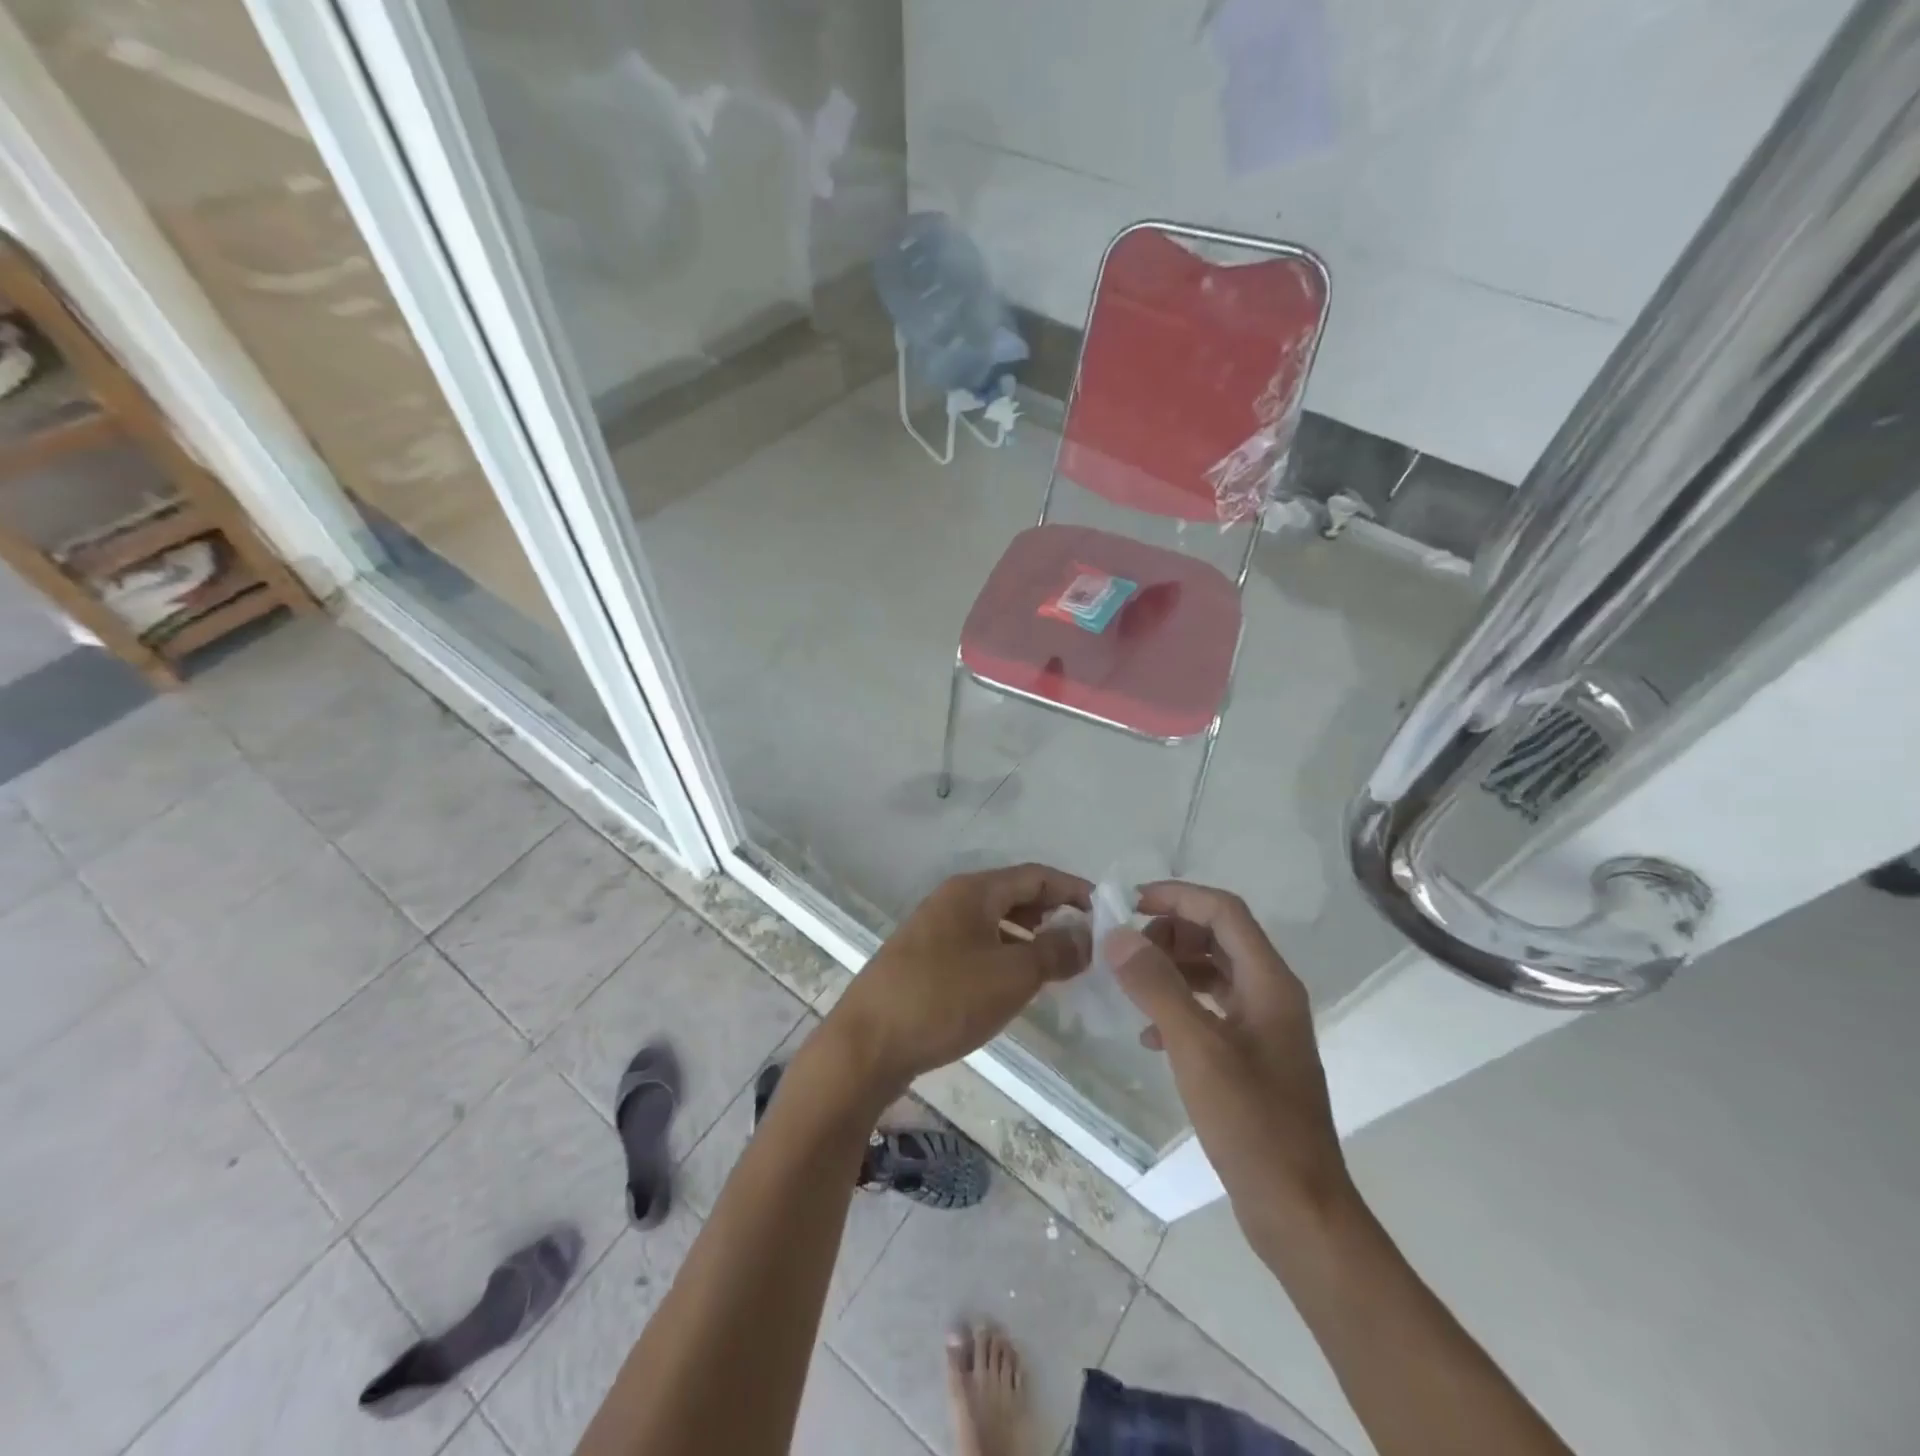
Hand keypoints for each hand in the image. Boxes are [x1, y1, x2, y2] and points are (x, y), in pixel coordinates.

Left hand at [825, 864, 1091, 1101]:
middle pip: (1013, 895)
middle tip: (1086, 938)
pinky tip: (1015, 983)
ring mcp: (933, 930)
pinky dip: (1003, 954)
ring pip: (993, 922)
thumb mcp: (1011, 976)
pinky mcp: (923, 960)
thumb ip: (1054, 952)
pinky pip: (976, 945)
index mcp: (972, 891)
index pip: (1034, 875)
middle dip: (1052, 912)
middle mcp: (951, 900)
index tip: (1105, 909)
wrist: (867, 1044)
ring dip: (1028, 936)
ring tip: (1058, 962)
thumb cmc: (944, 1000)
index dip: (1072, 889)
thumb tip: (1085, 936)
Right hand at [1106, 882, 1351, 1238]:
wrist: (1299, 1210)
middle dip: (1169, 933)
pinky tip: (1149, 1034)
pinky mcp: (1253, 1056)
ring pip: (1213, 972)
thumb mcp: (1196, 1048)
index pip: (1223, 911)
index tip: (1129, 903)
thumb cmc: (1252, 1123)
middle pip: (1218, 936)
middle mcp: (1271, 994)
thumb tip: (1116, 935)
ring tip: (1130, 985)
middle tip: (1125, 951)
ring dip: (1172, 968)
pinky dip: (1179, 1006)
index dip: (1177, 897)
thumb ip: (1156, 986)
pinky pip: (1211, 1009)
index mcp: (1269, 982)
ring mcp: (1264, 1027)